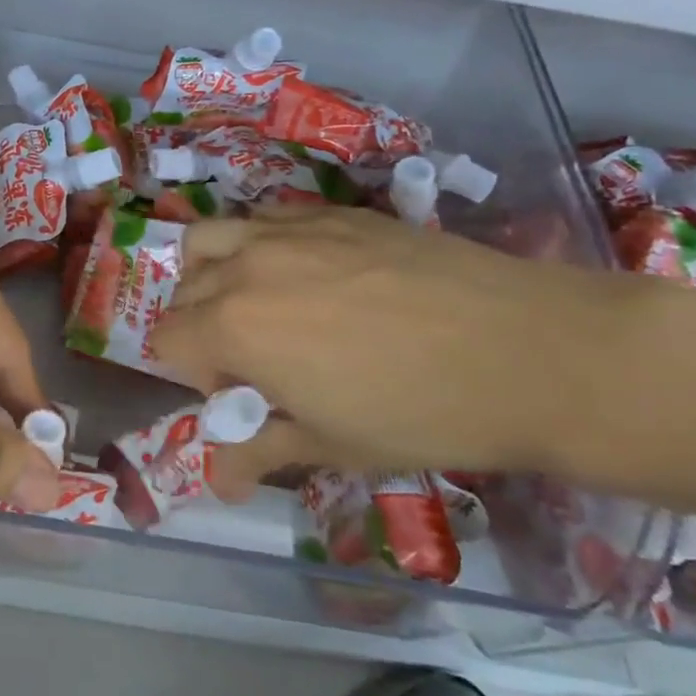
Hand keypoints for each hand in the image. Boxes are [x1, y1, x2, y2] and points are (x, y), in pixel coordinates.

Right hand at [151, 206, 659, 497]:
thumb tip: (219, 483)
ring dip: (214, 272)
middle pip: (185, 289)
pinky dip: (260, 245)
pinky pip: (266, 219)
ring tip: (259, 300)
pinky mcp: (333, 213)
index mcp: (233, 327)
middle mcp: (246, 266)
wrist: (529, 351)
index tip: (242, 395)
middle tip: (254, 356)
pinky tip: (309, 274)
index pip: (166, 341)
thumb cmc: (421, 413)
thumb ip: (261, 452)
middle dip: (201, 326)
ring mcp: (289, 231)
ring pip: (212, 239)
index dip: (194, 375)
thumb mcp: (332, 445)